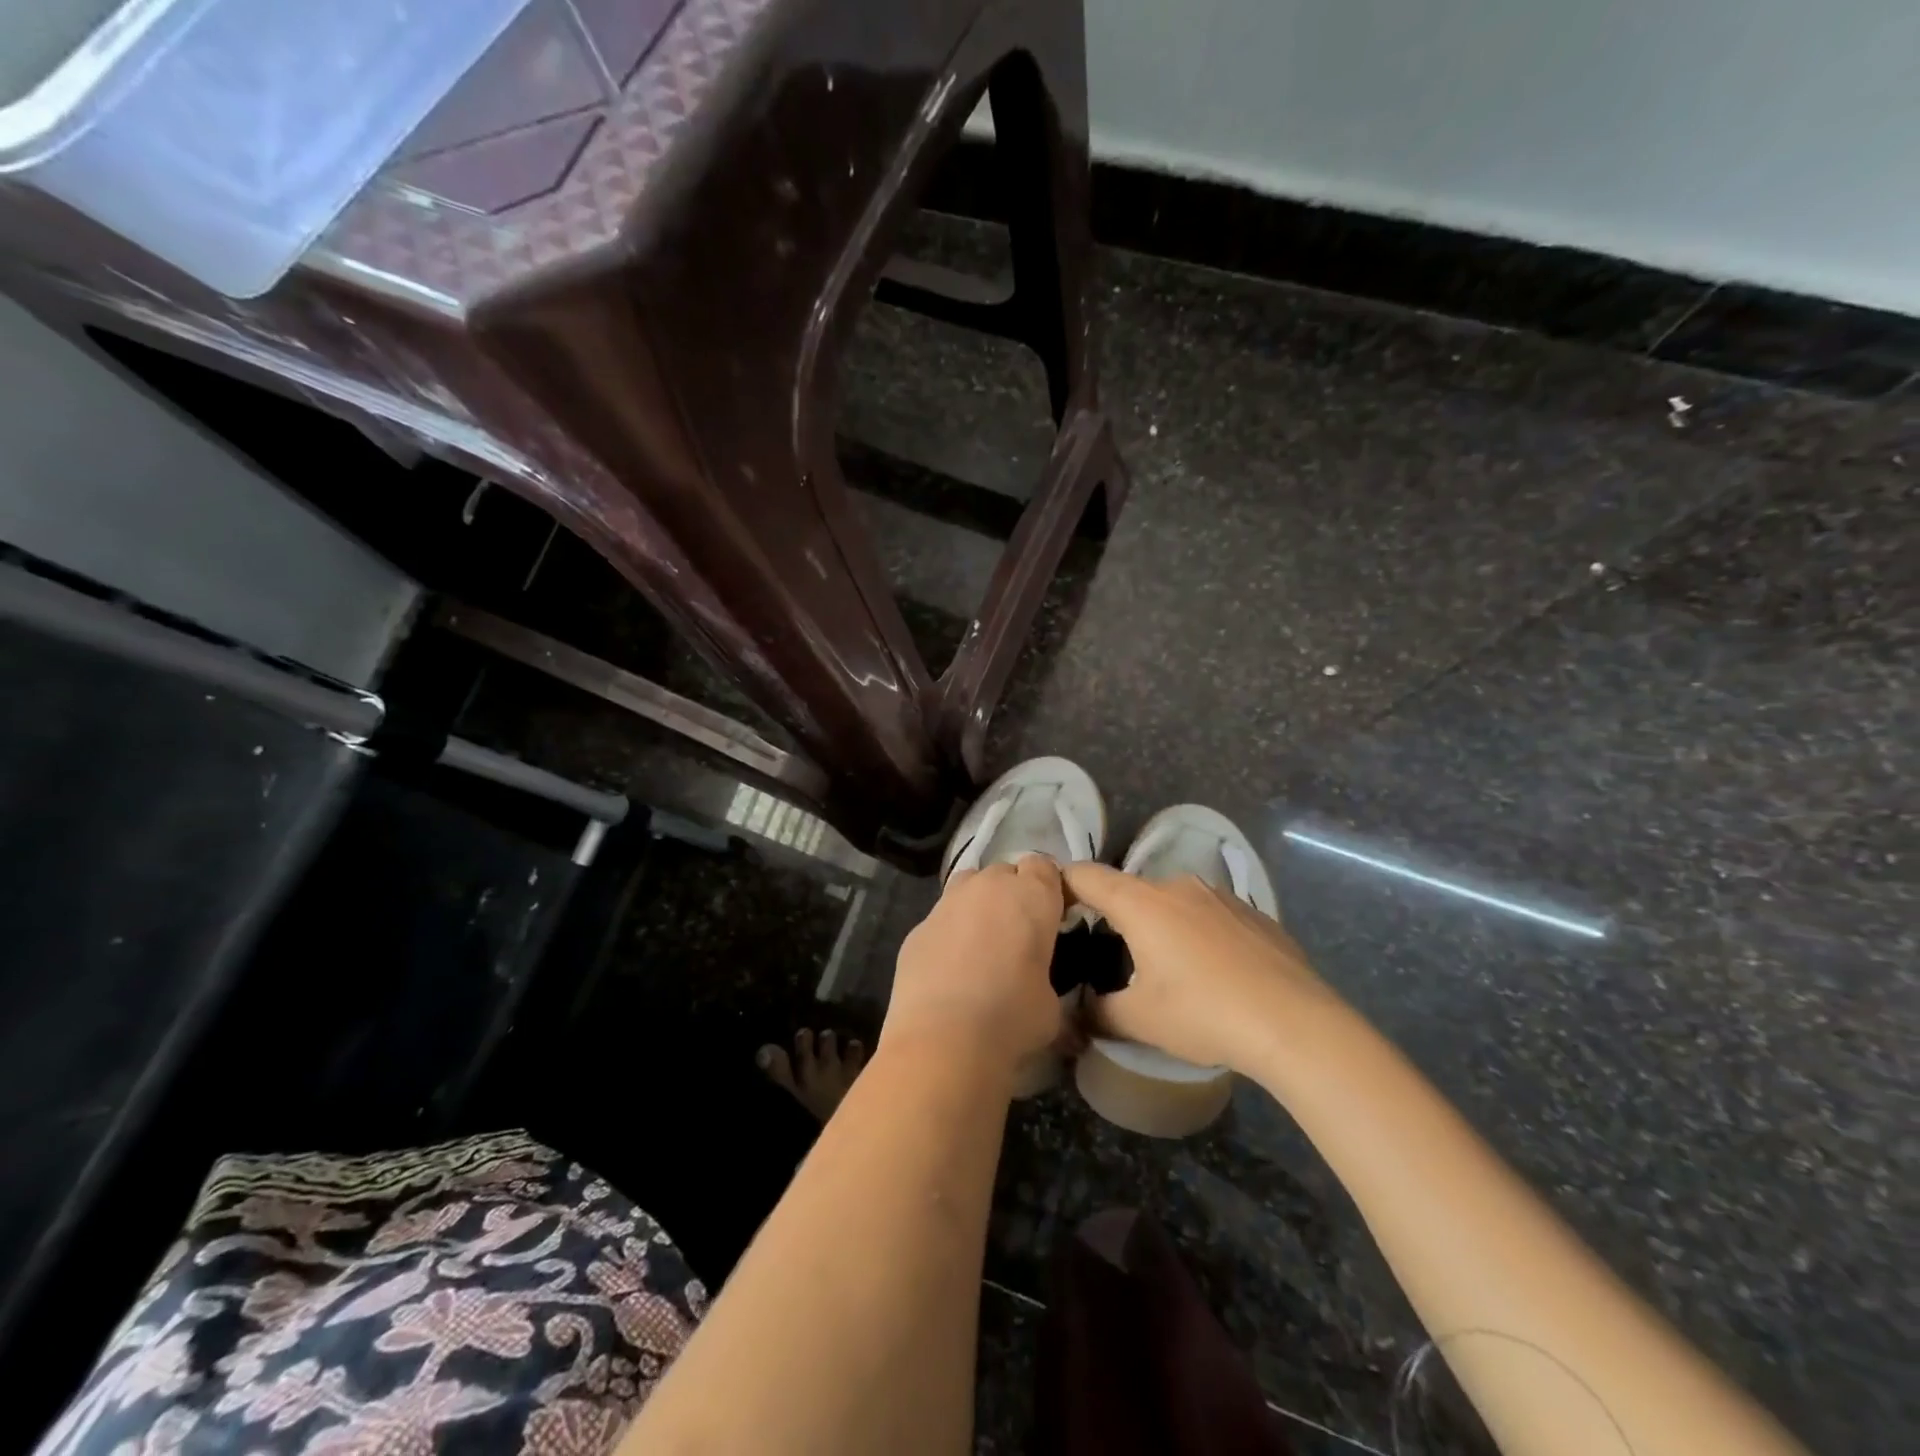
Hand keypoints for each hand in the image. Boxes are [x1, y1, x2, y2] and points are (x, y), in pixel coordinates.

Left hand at [884, 858, 1065, 1075]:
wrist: (943, 1039)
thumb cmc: (1012, 1018)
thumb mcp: (1052, 1003)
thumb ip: (1047, 977)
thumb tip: (1037, 986)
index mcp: (1032, 896)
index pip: (1045, 866)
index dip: (1048, 888)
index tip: (1051, 916)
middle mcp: (989, 887)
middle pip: (1005, 872)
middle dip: (1012, 894)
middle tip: (1017, 935)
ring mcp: (947, 902)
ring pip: (968, 885)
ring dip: (978, 904)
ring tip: (982, 945)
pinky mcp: (917, 927)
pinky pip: (941, 918)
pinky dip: (949, 933)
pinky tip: (949, 970)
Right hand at [1061, 865, 1348, 1075]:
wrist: (1296, 1023)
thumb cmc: (1204, 1013)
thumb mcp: (1140, 1021)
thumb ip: (1098, 1012)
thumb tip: (1080, 1013)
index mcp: (1141, 903)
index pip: (1086, 875)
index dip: (1062, 882)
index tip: (1051, 901)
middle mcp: (1178, 886)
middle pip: (1132, 891)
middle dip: (1117, 916)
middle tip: (1113, 954)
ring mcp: (1221, 896)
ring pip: (1174, 902)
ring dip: (1162, 925)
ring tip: (1169, 968)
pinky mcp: (1254, 913)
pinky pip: (1211, 916)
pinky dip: (1201, 934)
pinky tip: (1216, 973)